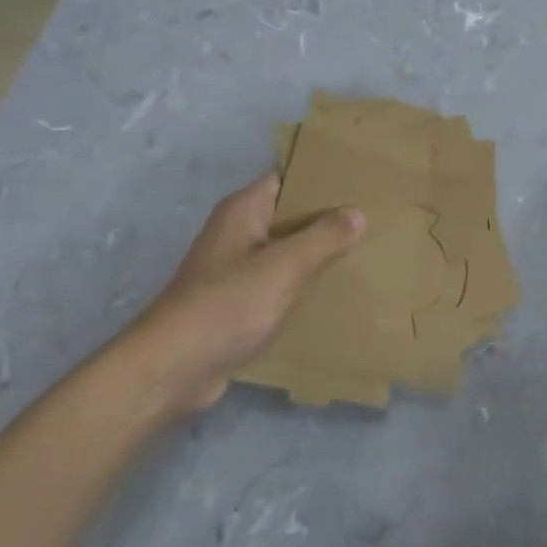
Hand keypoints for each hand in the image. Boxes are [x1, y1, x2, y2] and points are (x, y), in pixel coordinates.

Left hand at [117, 173, 364, 417]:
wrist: (172, 370)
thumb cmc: (227, 305)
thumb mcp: (283, 267)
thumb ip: (323, 237)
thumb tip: (357, 213)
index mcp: (243, 210)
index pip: (288, 178)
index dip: (322, 176)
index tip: (361, 179)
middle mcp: (238, 232)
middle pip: (290, 215)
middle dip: (328, 217)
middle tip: (375, 215)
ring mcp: (236, 269)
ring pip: (287, 251)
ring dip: (318, 253)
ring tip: (366, 250)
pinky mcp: (238, 303)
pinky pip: (280, 283)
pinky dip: (304, 284)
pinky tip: (336, 291)